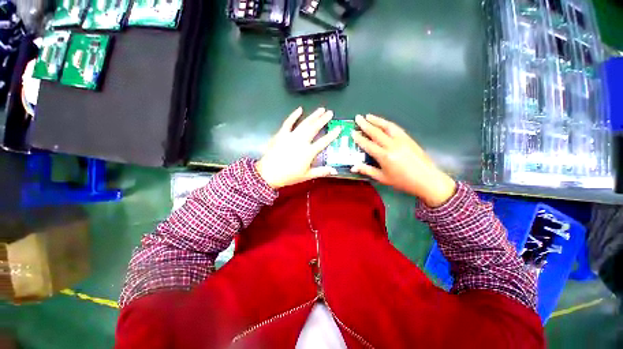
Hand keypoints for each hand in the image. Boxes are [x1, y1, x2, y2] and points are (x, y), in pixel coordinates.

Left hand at [256, 107, 341, 188]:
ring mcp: (291, 136)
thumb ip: (321, 172)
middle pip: (314, 128)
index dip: (332, 135)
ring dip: (313, 116)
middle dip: (323, 120)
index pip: (324, 141)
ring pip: (304, 123)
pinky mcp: (281, 134)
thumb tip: (334, 171)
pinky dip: (294, 115)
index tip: (339, 128)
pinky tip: (300, 109)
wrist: (269, 173)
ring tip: (321, 109)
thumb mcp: (307, 176)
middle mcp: (301, 141)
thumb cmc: (289, 176)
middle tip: (330, 112)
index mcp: (309, 152)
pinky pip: (288, 122)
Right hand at [351, 114, 455, 207]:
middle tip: (357, 117)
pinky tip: (383, 122)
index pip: (368, 145)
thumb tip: (353, 167)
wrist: (427, 179)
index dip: (359, 138)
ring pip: (387, 127)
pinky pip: (396, 128)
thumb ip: (367, 170)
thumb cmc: (403, 181)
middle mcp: (392, 145)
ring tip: (368, 116)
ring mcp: (402, 140)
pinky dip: (387, 124)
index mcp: (384, 156)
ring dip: (377, 120)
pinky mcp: (409, 138)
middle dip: (365, 124)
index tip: (352, 132)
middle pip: (376, 132)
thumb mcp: (382, 178)